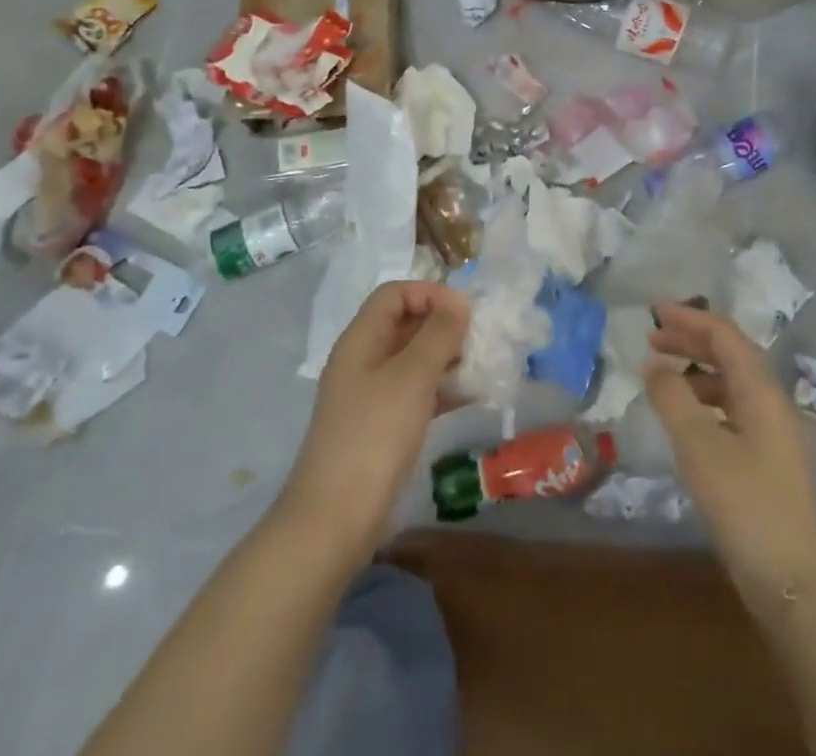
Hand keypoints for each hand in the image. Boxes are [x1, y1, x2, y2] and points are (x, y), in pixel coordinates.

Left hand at [278, 281, 469, 560]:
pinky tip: (471, 396)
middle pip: (405, 323)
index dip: (430, 293)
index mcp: (361, 339)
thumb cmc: (374, 436)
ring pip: (413, 359)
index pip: (395, 293)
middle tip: (480, 339)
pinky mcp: (381, 426)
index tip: (464, 313)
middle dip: (443, 325)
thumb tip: (458, 302)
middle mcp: (363, 360)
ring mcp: (370, 395)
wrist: (333, 520)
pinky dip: (442, 388)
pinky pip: (415, 392)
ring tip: (482, 366)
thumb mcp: (412, 377)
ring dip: (447, 357)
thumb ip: (438, 334)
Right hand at [645, 301, 815, 600]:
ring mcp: (771, 432)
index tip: (655, 313)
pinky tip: (685, 421)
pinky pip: (731, 411)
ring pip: (731, 383)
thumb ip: (673, 398)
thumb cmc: (745, 504)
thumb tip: (654, 363)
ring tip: (662, 379)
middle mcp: (770, 402)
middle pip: (730, 354)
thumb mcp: (699, 446)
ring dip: (696, 372)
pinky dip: (704, 402)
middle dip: (691, 341)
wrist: (794, 581)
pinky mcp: (766, 460)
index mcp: (760, 389)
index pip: (724, 335)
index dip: (690, 319)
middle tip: (652, 340)